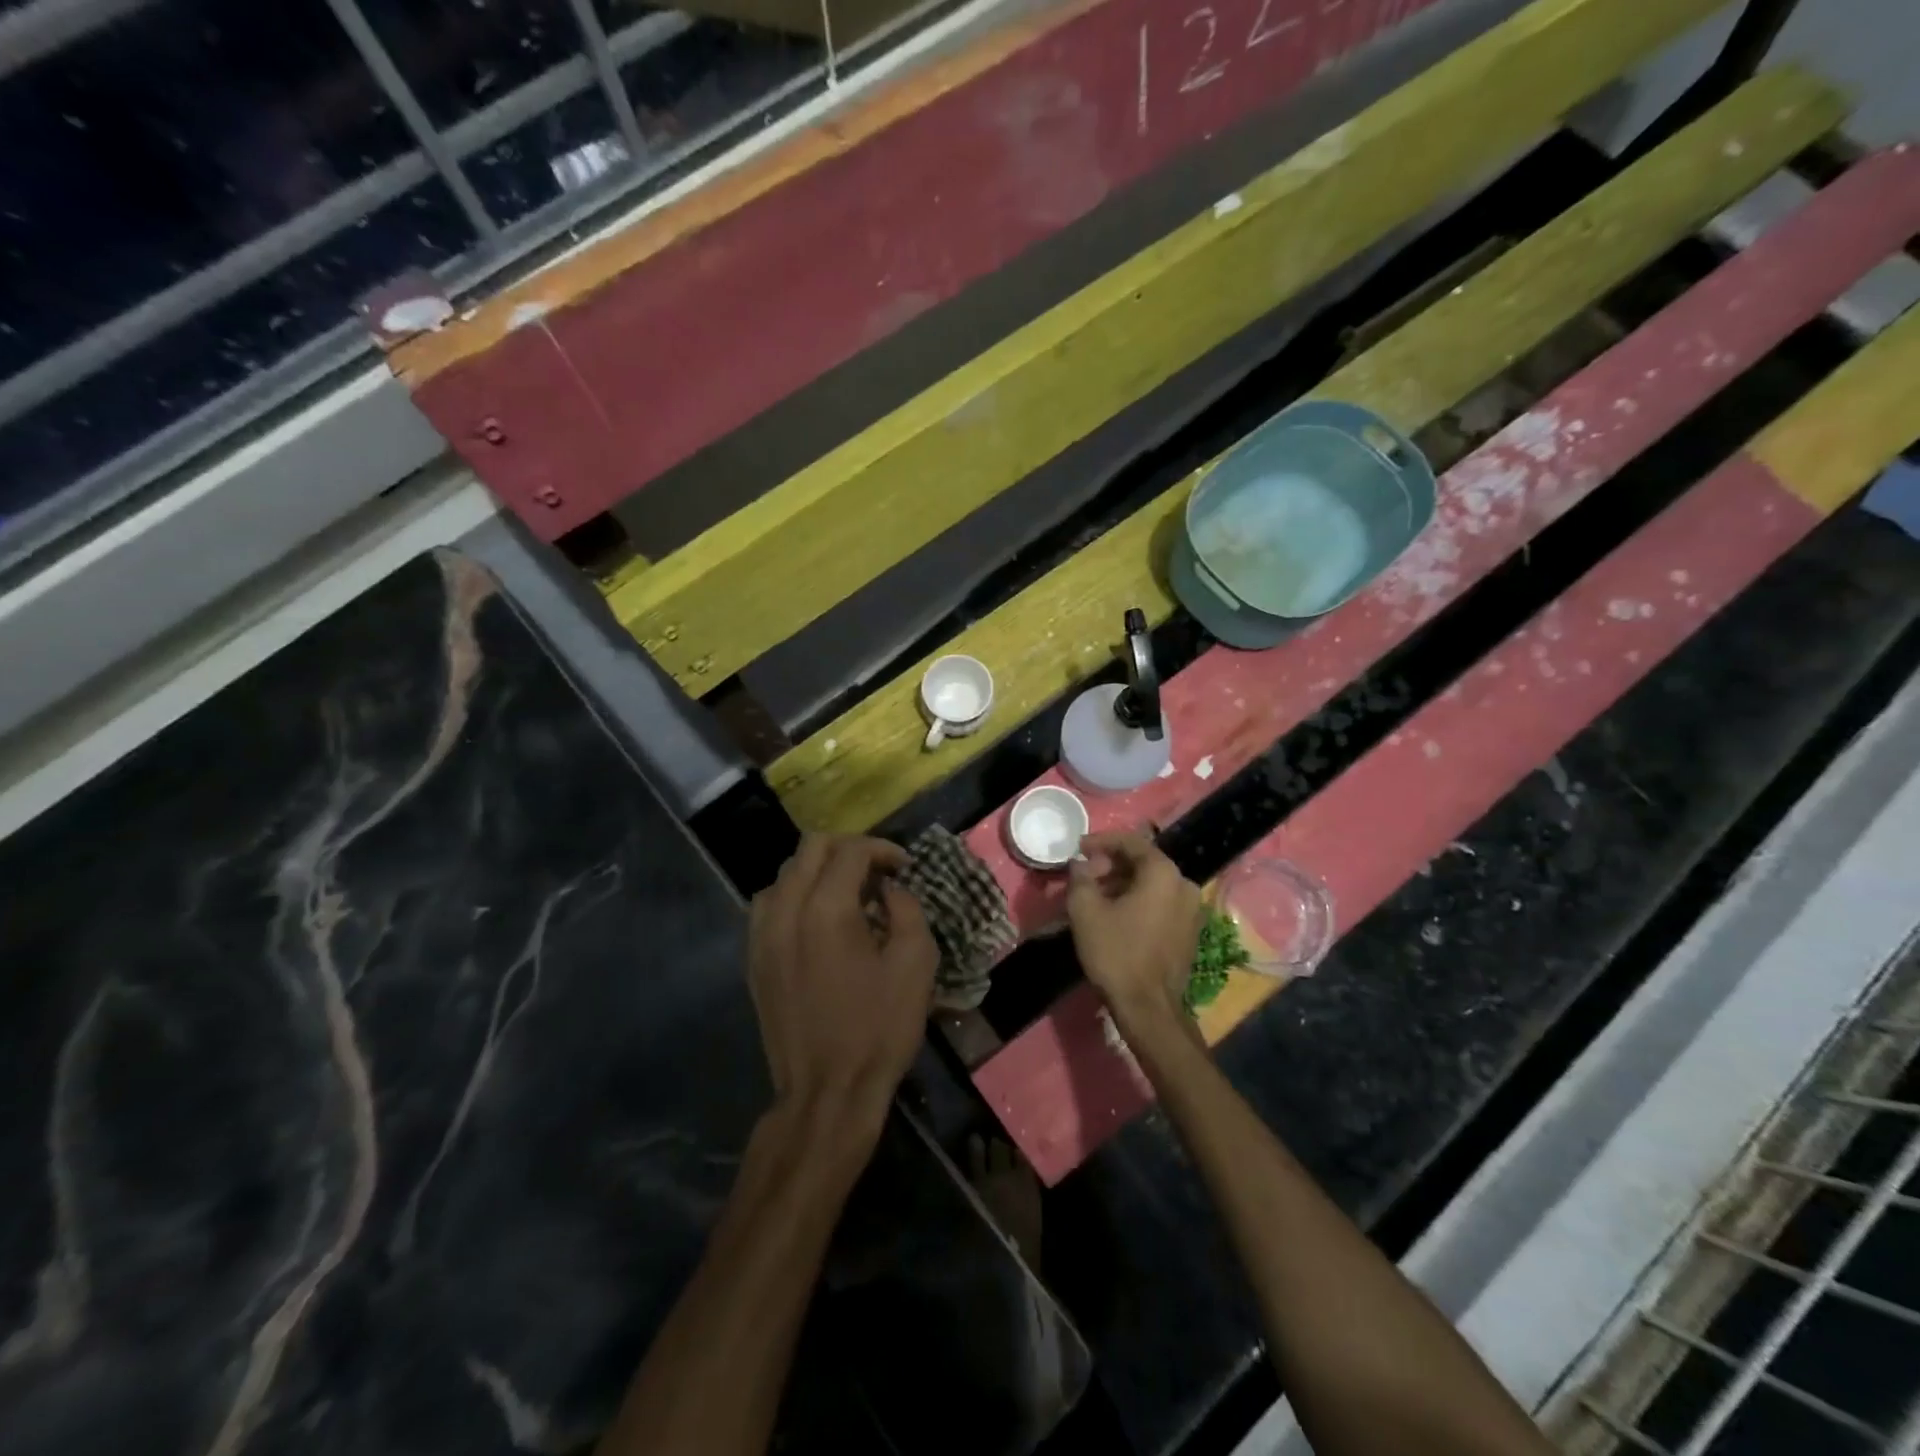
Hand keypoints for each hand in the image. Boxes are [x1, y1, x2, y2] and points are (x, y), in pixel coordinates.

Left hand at [748, 835, 937, 1120]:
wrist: (827, 1092)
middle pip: (810, 848)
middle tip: (877, 873)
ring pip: (785, 873)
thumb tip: (890, 889)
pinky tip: (816, 920)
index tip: (904, 867)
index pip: (851, 851)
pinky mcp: (753, 958)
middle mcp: (786, 911)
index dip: (882, 849)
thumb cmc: (879, 1029)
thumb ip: (907, 909)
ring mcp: (762, 935)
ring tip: (847, 894)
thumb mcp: (916, 964)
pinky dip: (794, 896)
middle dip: (848, 850)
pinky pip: (768, 905)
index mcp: (827, 910)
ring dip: (818, 871)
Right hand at [1066, 830, 1203, 1029]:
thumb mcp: (1085, 910)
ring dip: (1122, 884)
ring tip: (1094, 896)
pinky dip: (1137, 901)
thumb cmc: (1116, 953)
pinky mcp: (1189, 931)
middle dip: (1110, 865)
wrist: (1148, 1008)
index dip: (1101, 841)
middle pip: (1143, 862)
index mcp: (1163, 873)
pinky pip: (1160, 903)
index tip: (1078, 848)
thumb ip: (1080, 877)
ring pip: (1151, 884)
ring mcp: (1192, 910)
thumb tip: (1081, 864)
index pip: (1131, 841)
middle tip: (1084, 876)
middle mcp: (1184, 884)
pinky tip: (1114, 914)